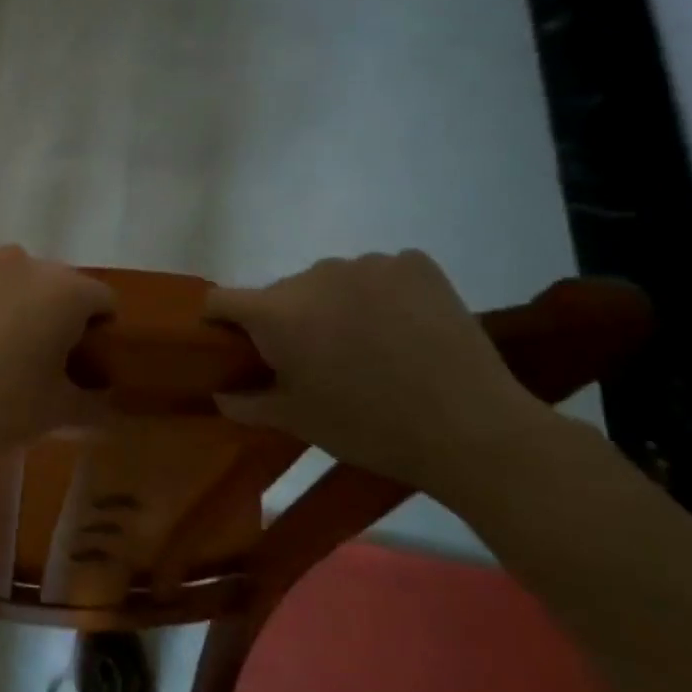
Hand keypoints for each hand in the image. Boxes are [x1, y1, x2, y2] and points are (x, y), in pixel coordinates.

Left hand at [0, 247, 112, 479]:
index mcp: (63, 291)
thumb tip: (109, 402)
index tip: (75, 357)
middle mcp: (19, 260)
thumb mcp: (58, 413)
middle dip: (42, 310)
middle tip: (23, 352)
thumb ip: (94, 401)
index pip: (99, 300)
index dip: (93, 329)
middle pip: (46, 281)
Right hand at [206, 251, 550, 499]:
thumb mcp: (297, 421)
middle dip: (289, 320)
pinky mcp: (414, 263)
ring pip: (331, 281)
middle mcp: (314, 275)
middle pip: (282, 292)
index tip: (239, 346)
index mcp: (276, 312)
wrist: (472, 429)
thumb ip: (247, 404)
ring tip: (369, 345)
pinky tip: (403, 327)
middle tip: (317, 360)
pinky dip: (380, 294)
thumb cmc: (368, 427)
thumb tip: (219, 395)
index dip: (221, 322)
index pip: (221, 300)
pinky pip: (379, 273)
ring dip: (335, 305)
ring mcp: (368, 264)